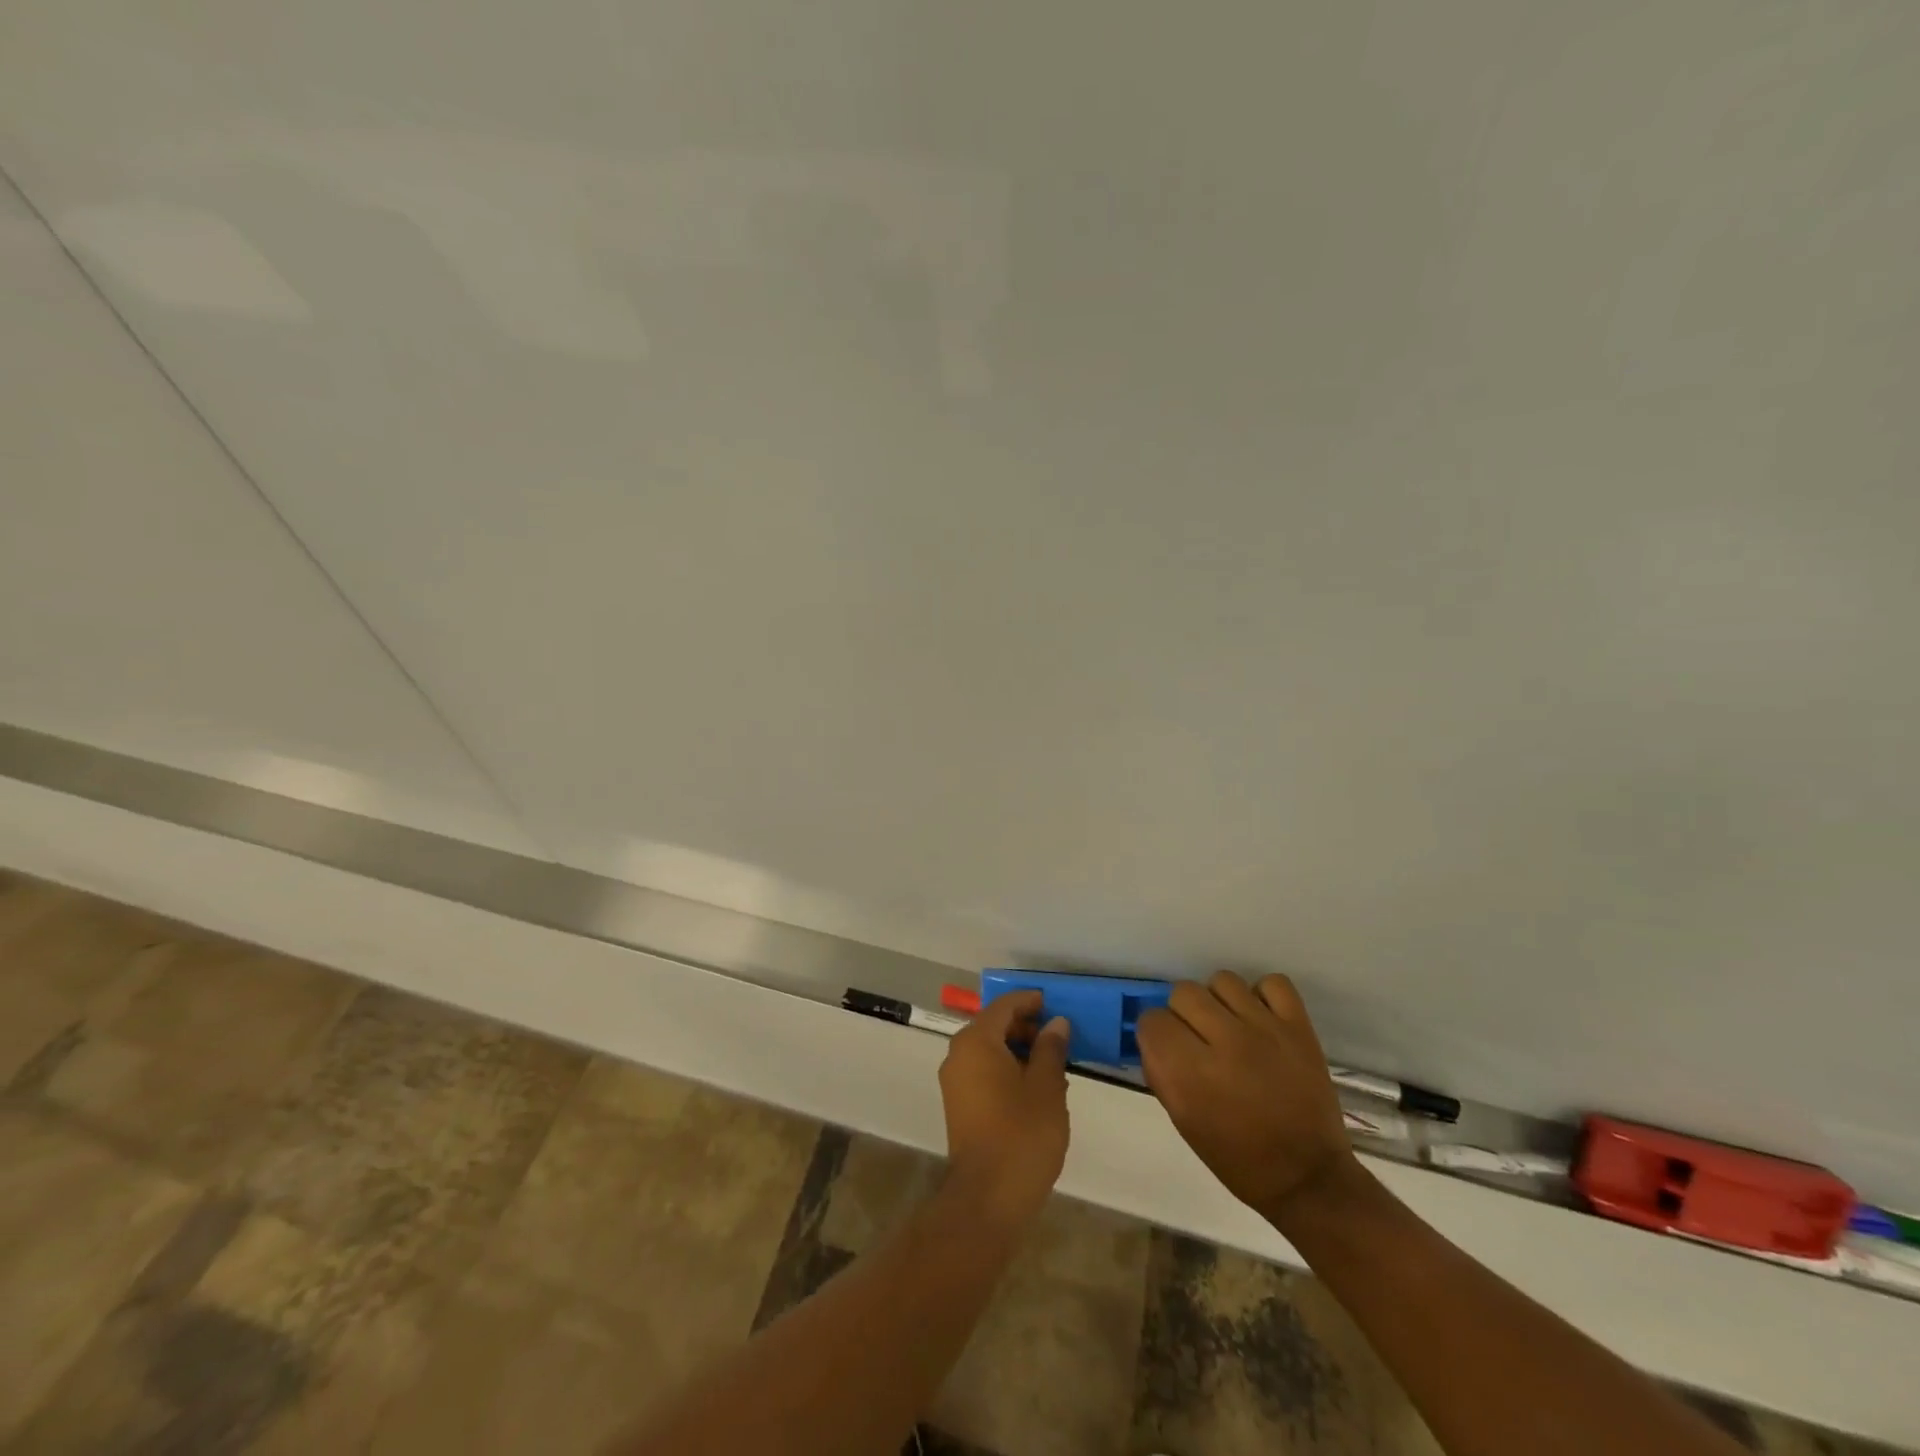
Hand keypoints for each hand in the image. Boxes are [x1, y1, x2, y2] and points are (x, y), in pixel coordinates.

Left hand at [938, 991, 1070, 1228]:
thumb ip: (1051, 1049)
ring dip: (1019, 1051)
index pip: (1004, 1006)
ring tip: (1055, 1067)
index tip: (1056, 1004)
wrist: (987, 1199)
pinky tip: (1036, 1090)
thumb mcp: (1047, 1088)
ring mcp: (955, 1082)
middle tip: (1060, 1039)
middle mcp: (958, 1055)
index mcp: (976, 1042)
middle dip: (1027, 1028)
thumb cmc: (1021, 1135)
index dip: (1030, 1001)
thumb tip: (1056, 1023)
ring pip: (990, 1051)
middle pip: (994, 1026)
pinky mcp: (959, 1105)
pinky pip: (984, 1072)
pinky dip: (1007, 1070)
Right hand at [1137, 971, 1356, 1222]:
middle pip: (1183, 992)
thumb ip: (1162, 1072)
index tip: (1168, 1049)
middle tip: (1199, 1039)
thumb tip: (1154, 1038)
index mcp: (1190, 1073)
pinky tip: (1261, 1019)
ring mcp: (1265, 1030)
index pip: (1152, 1020)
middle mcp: (1224, 1042)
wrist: (1308, 1177)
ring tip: (1230, 1026)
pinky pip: (1272, 983)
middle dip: (1184, 1015)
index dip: (1156, 1034)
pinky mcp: (1298, 1026)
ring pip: (1222, 980)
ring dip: (1219, 1002)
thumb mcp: (1183, 1121)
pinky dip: (1263, 996)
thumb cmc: (1237, 1158)